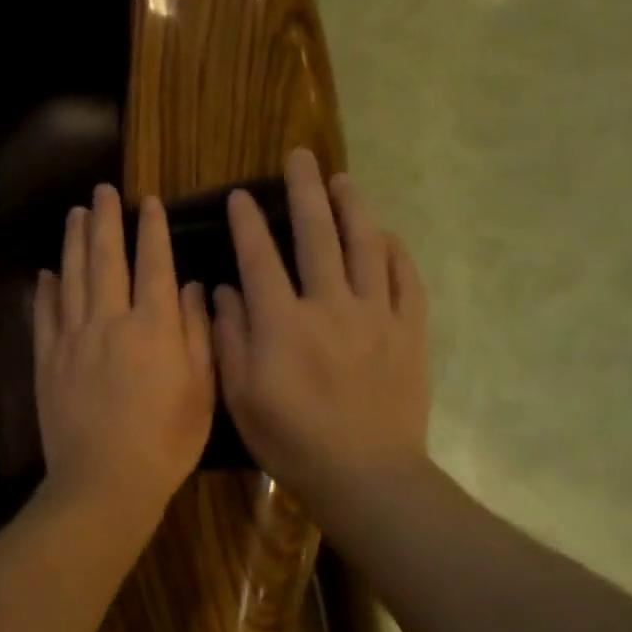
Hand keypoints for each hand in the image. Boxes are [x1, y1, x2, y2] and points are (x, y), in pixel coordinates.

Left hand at [34, 184, 214, 535]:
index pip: (154, 264)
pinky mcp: (47, 360)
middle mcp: (110, 321)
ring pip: (72, 277)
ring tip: (74, 214)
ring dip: (74, 242)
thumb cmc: (166, 441)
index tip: (149, 202)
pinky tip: (47, 272)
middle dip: (105, 220)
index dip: (152, 230)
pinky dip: (46, 290)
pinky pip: (45, 314)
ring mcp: (72, 338)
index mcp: (154, 326)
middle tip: (101, 190)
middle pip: (106, 259)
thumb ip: (198, 334)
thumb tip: (194, 288)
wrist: (104, 481)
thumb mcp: (202, 390)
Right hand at [212, 149, 431, 524]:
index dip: (247, 223)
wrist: (365, 474)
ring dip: (352, 207)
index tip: (240, 195)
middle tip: (300, 158)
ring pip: (365, 246)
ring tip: (343, 180)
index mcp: (282, 323)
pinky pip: (405, 279)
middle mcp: (329, 305)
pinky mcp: (409, 330)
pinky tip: (385, 234)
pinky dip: (394, 251)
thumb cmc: (292, 440)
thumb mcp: (240, 396)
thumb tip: (223, 292)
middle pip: (316, 235)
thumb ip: (230, 339)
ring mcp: (375, 315)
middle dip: (304, 192)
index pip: (260, 258)